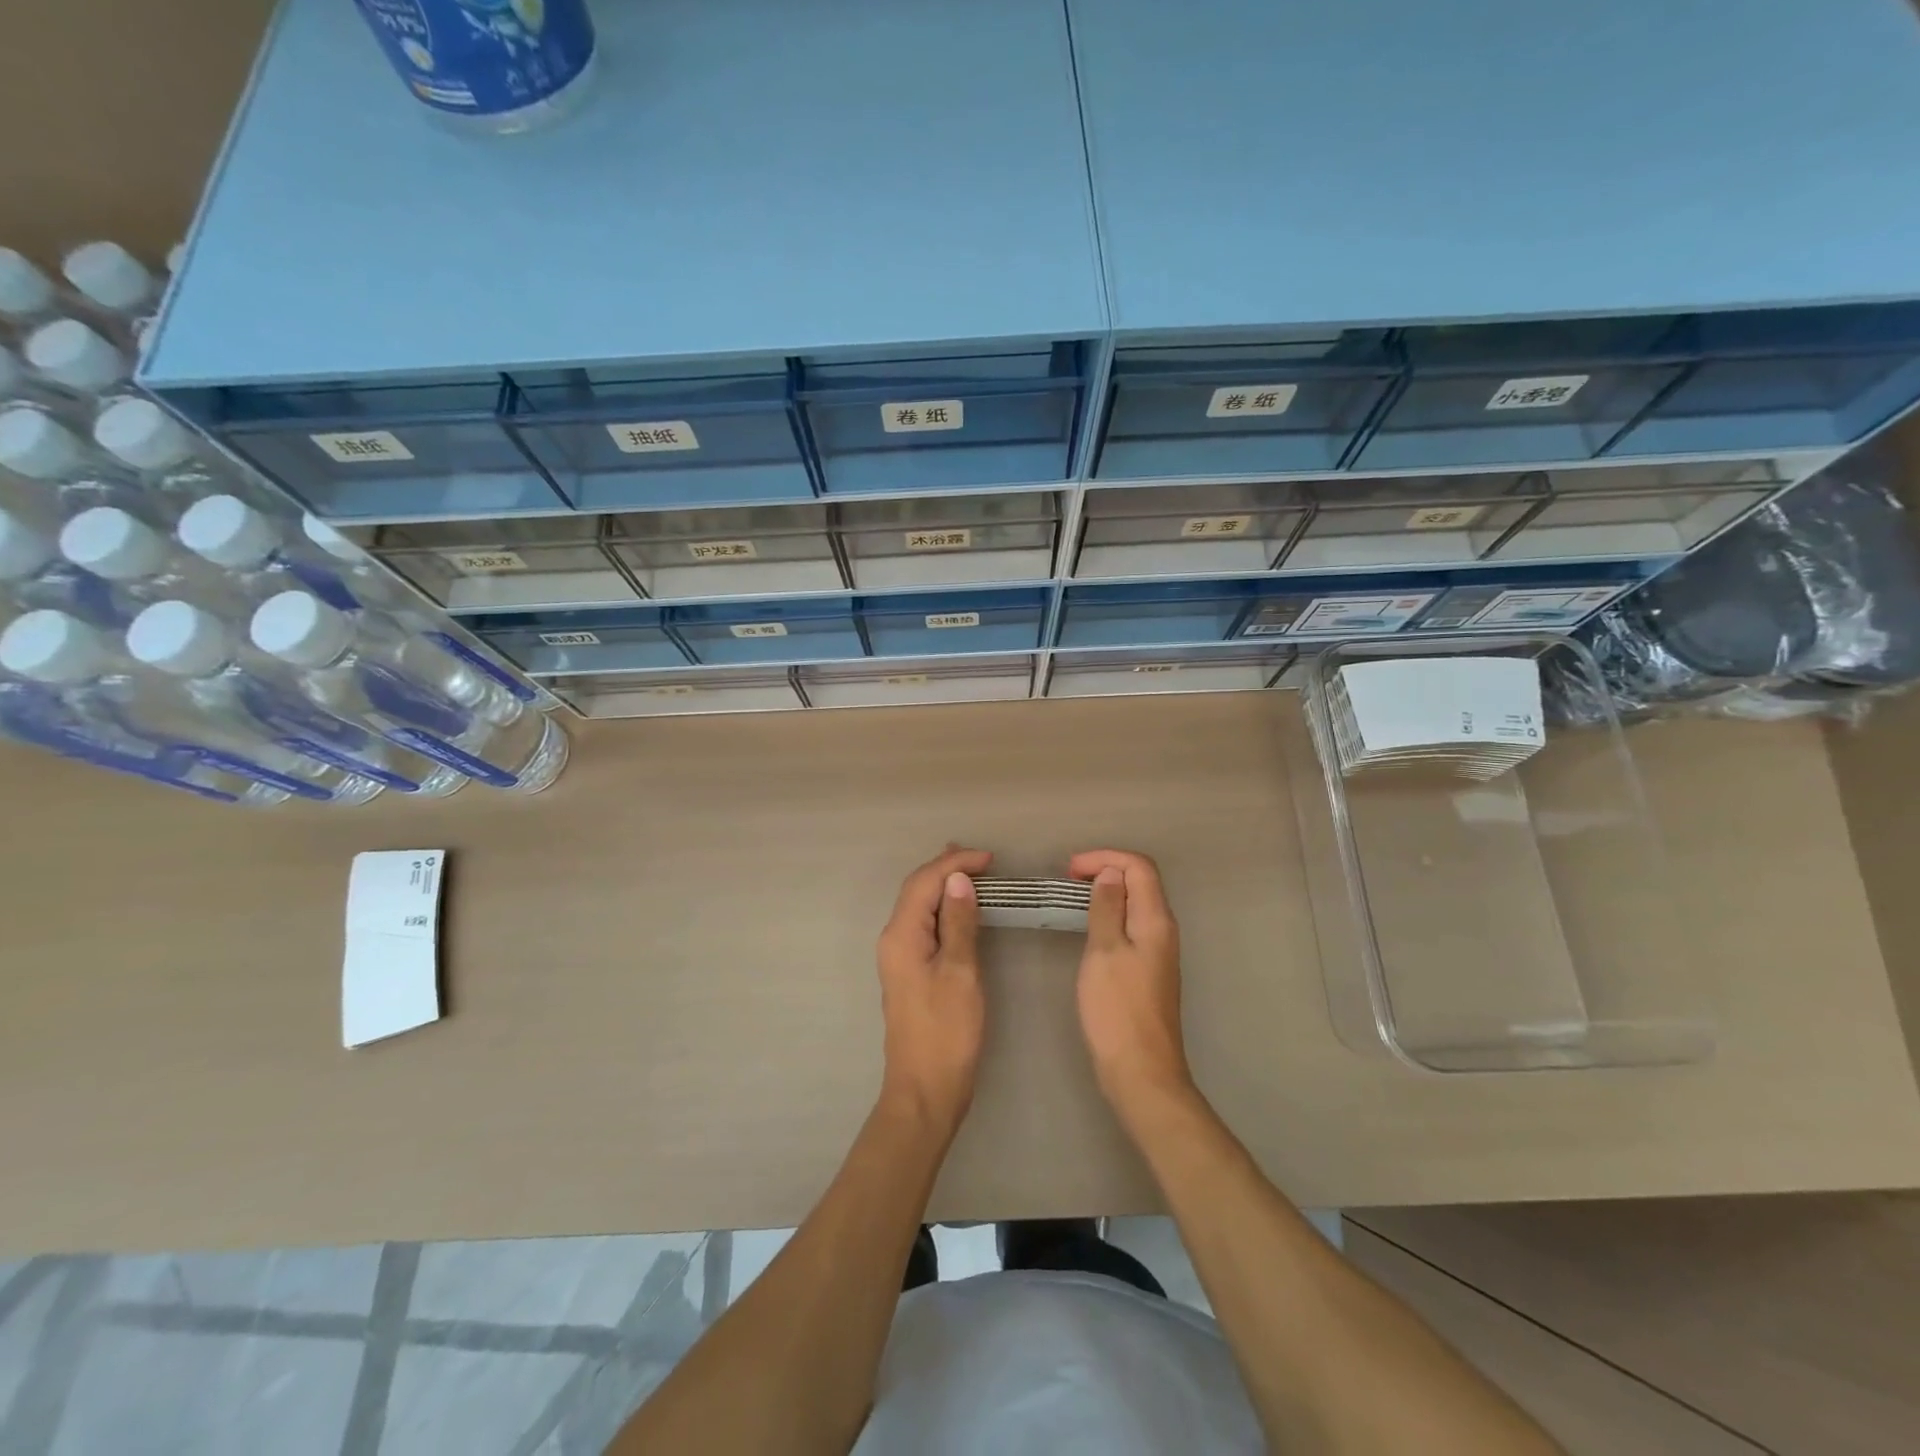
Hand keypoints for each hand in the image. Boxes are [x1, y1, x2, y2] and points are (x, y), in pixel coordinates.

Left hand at [876, 846, 992, 1134]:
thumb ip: (958, 923)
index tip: (989, 858)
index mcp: (901, 935)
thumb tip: (958, 880)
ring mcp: (899, 957)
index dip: (954, 864)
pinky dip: (941, 908)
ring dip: (941, 886)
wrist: (925, 1090)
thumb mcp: (960, 973)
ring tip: (968, 870)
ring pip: (918, 907)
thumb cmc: (947, 1032)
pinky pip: (923, 925)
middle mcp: (893, 940)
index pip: (924, 883)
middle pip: (915, 890)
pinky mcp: (909, 972)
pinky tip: (957, 908)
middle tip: (977, 855)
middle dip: (944, 868)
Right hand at [1069, 849, 1192, 1109]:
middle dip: (1106, 870)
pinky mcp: (1148, 971)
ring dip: (1107, 892)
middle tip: (1068, 878)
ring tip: (1073, 897)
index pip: (1139, 867)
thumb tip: (1111, 873)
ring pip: (1136, 904)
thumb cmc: (1117, 1009)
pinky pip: (1131, 926)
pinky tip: (1089, 928)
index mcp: (1156, 920)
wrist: (1141, 1070)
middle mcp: (1163, 930)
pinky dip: (1110, 914)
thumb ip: (1107, 907)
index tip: (1070, 869)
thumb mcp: (1104, 951)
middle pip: (1141, 882)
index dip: (1106, 858)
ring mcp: (1158, 952)